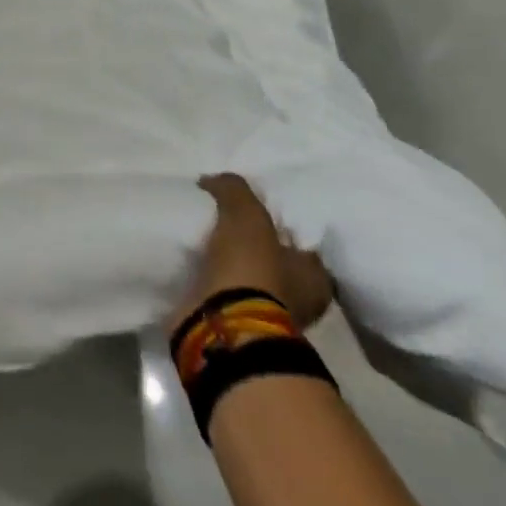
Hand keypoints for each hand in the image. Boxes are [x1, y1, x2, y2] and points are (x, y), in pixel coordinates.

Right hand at [172, 174, 334, 331]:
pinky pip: (220, 291)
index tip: (252, 207)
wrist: (223, 326)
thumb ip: (234, 189)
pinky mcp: (233, 324)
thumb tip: (213, 180)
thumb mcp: (246, 213)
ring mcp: (263, 315)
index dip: (278, 222)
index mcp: (314, 277)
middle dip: (247, 242)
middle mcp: (297, 300)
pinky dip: (207, 278)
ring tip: (199, 235)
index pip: (301, 241)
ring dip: (224, 261)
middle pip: (271, 259)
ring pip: (244, 276)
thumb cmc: (252, 269)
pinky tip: (191, 259)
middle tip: (221, 217)